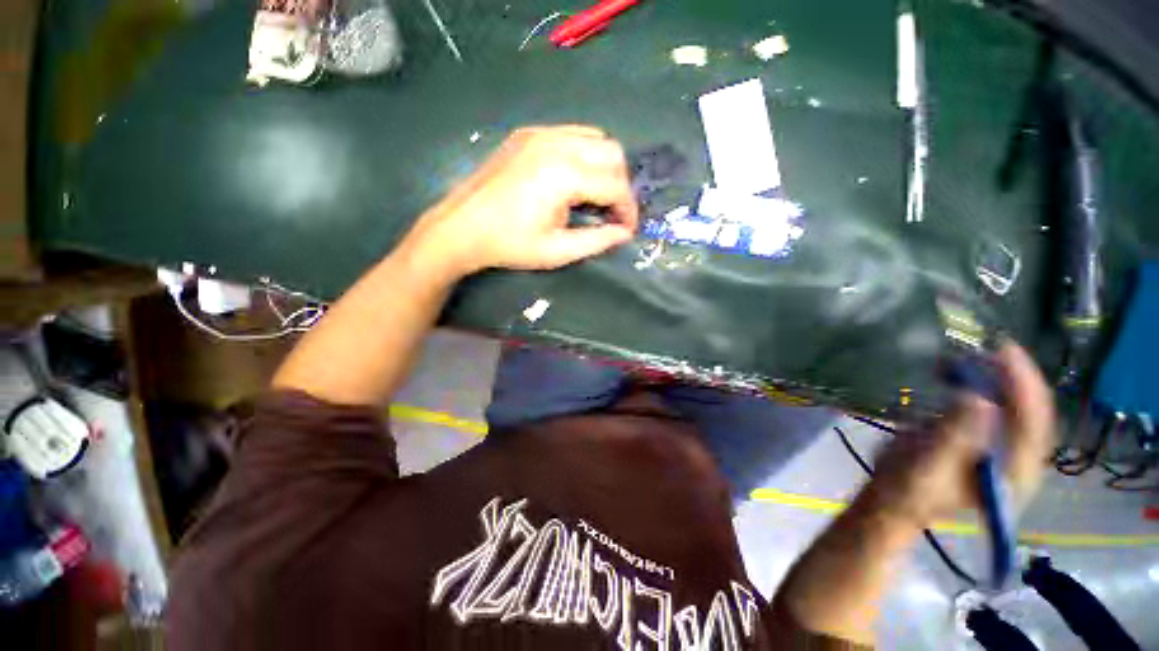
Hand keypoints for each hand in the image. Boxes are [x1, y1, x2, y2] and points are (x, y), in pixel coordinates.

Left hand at [402, 125, 638, 277]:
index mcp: (564, 175)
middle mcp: (556, 144)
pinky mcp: (528, 134)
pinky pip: (572, 134)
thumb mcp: (558, 251)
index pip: (615, 185)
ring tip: (595, 196)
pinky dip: (584, 154)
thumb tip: (624, 233)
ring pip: (595, 138)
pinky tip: (573, 179)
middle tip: (611, 212)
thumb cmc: (510, 244)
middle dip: (620, 185)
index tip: (627, 229)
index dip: (628, 209)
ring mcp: (540, 133)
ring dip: (604, 167)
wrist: (462, 227)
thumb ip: (597, 241)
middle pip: (612, 153)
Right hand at [865, 342, 1055, 527]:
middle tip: (990, 348)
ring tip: (973, 356)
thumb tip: (977, 399)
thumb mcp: (929, 465)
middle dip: (1014, 378)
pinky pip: (993, 406)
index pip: (1033, 423)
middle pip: (1031, 411)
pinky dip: (981, 385)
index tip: (1005, 353)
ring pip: (1014, 406)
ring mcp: (1001, 448)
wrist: (894, 498)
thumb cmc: (909, 488)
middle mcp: (1018, 458)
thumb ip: (954, 436)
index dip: (1023, 386)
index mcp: (1014, 473)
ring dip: (998, 378)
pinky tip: (962, 372)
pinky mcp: (982, 439)